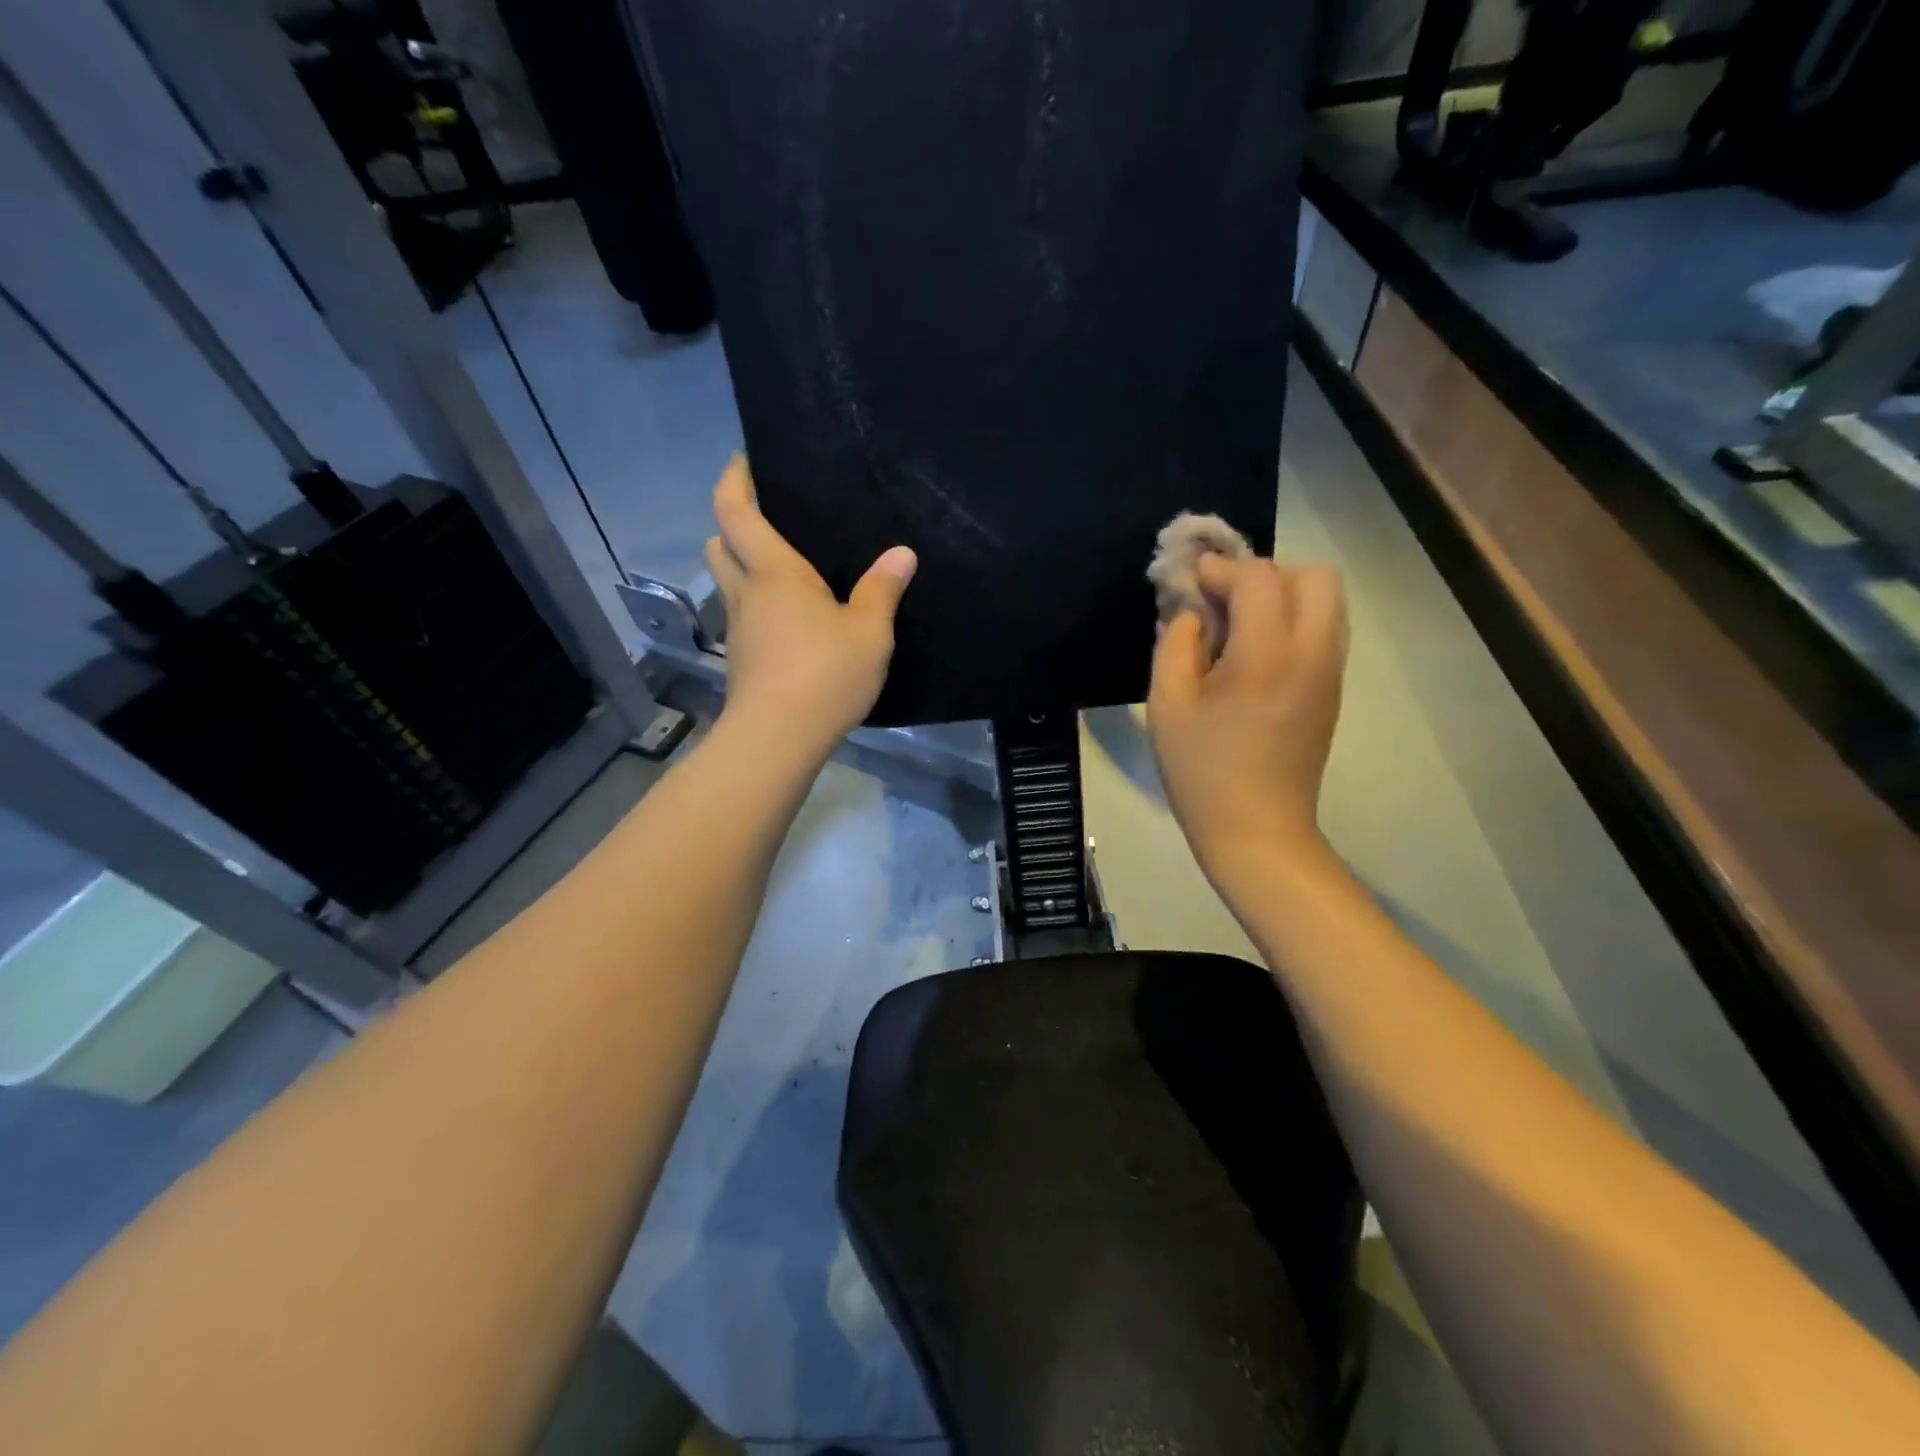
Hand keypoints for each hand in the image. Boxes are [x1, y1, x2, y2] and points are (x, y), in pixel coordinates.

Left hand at [704, 456, 915, 747]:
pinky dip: (758, 608)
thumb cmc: (824, 674)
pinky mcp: (741, 662)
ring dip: (742, 570)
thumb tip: (903, 553)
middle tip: (763, 520)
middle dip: (731, 526)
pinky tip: (790, 624)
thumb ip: (883, 590)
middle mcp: (747, 594)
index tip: (742, 461)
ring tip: (784, 574)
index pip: (735, 511)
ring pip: (728, 585)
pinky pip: (744, 618)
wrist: (777, 738)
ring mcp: (739, 630)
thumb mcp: (869, 632)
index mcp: (775, 572)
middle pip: (718, 545)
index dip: (733, 481)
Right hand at [1147, 553, 1348, 879]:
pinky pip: (1324, 631)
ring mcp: (1330, 672)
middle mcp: (1312, 651)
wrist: (1257, 831)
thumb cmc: (1202, 770)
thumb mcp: (1167, 705)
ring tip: (1238, 628)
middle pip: (1314, 575)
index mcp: (1267, 653)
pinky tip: (1255, 657)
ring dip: (1283, 597)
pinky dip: (1293, 623)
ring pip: (1327, 602)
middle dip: (1265, 575)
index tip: (1191, 583)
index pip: (1257, 577)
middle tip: (1224, 603)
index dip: (1220, 569)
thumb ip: (1175, 644)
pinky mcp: (1333, 692)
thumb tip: (1191, 613)